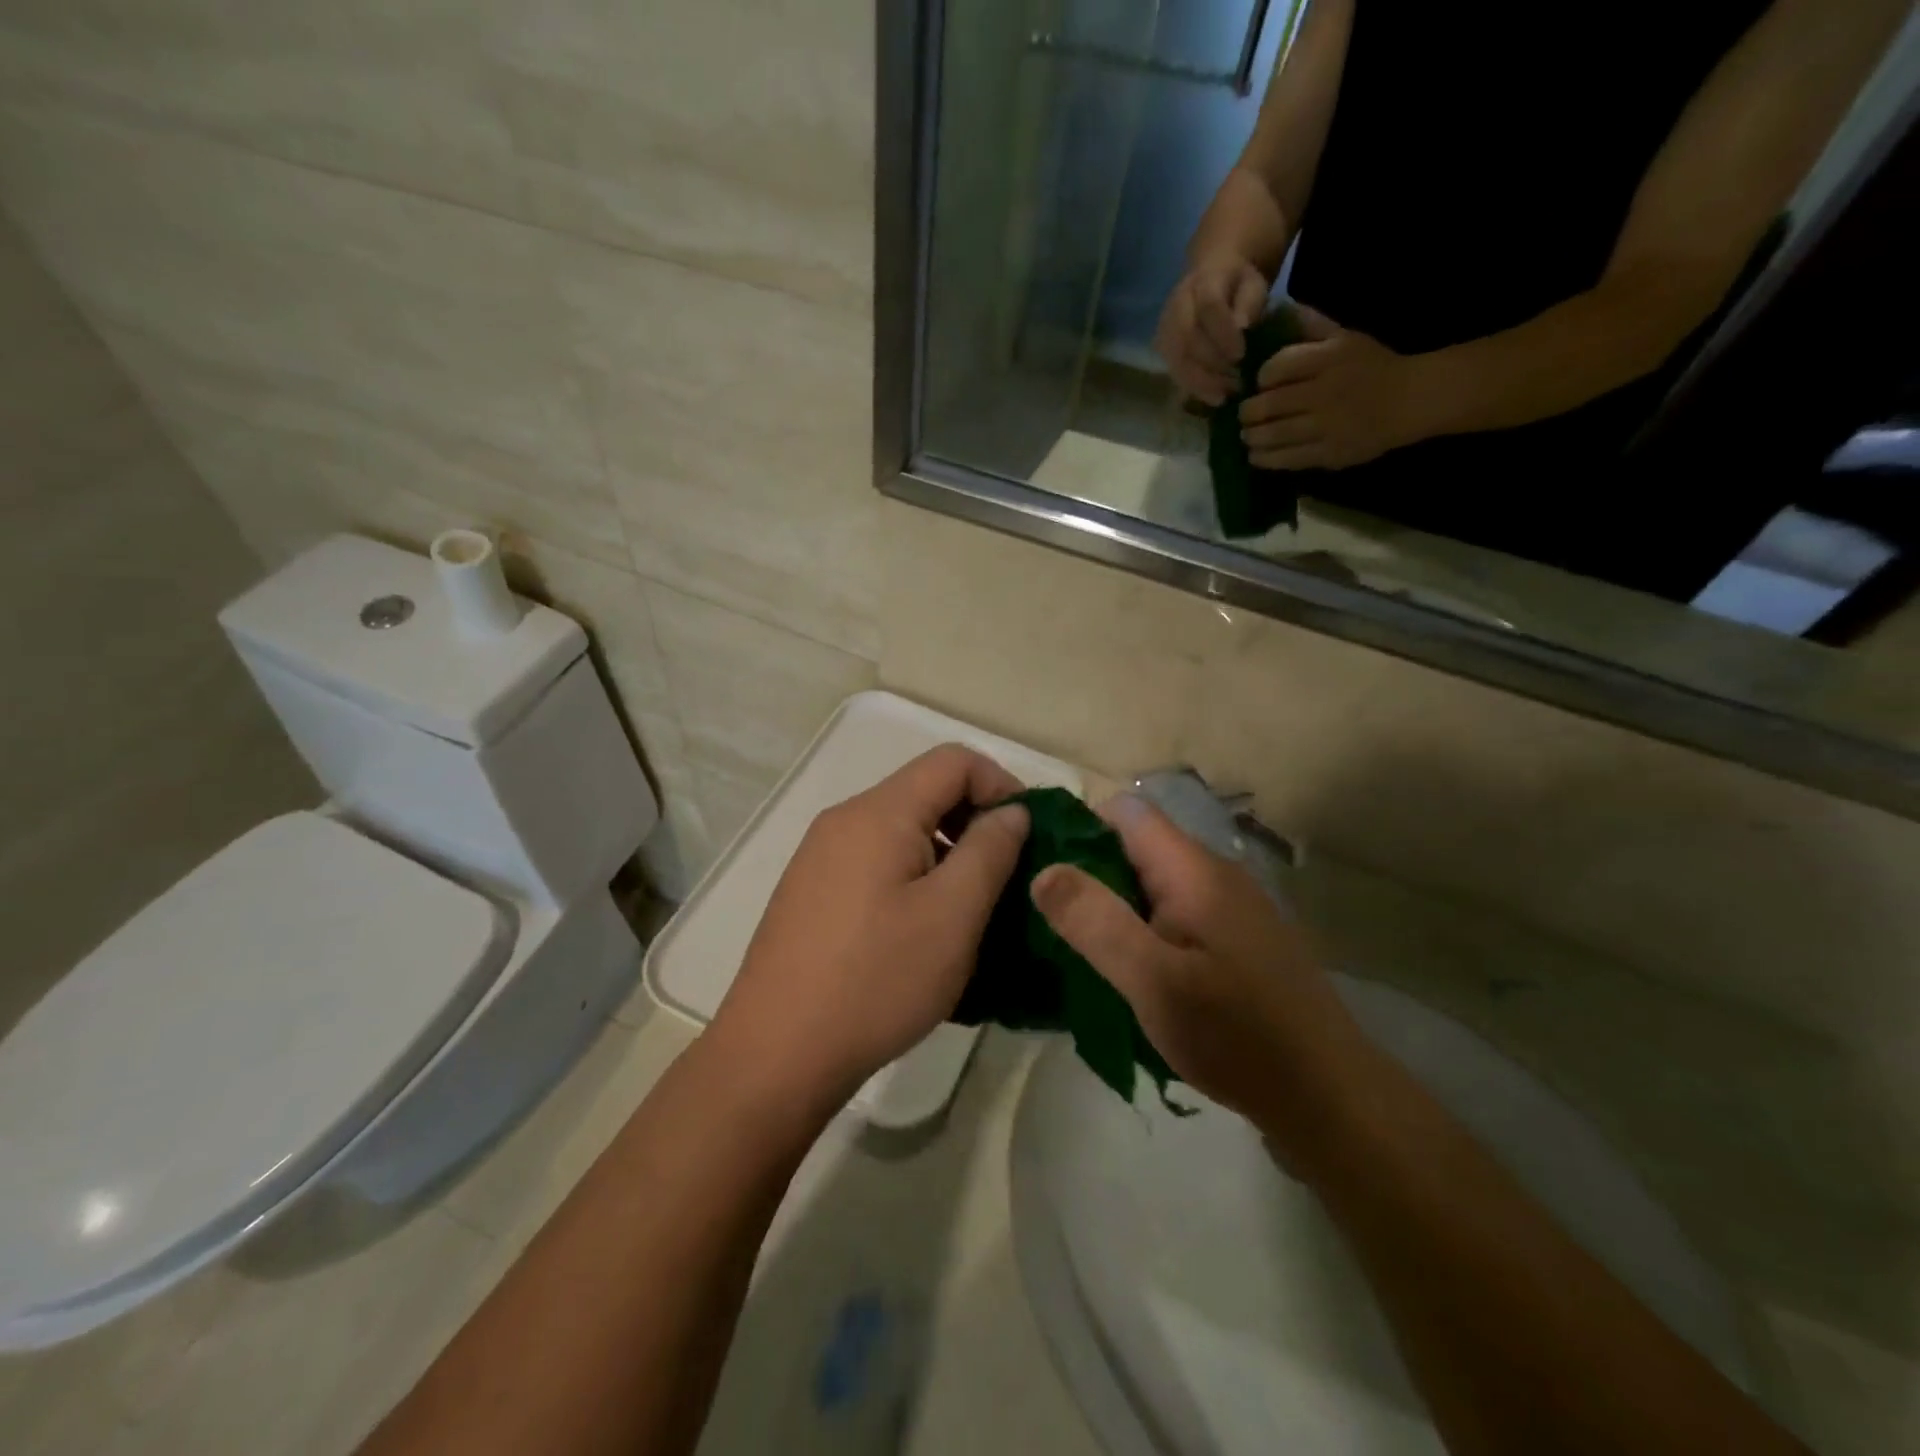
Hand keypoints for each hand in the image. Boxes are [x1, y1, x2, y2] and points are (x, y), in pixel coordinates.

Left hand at [710, 745, 1030, 1114]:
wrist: (776, 1053)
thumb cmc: (876, 979)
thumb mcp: (953, 915)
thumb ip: (990, 850)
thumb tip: (1011, 812)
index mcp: (878, 812)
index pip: (953, 761)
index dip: (1001, 785)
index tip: (1029, 835)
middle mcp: (844, 820)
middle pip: (925, 791)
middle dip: (974, 821)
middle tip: (1006, 876)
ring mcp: (820, 856)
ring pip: (901, 830)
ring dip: (946, 853)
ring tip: (970, 909)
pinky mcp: (811, 891)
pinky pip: (876, 861)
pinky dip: (913, 875)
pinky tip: (923, 928)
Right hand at [1030, 794, 1366, 1140]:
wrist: (1328, 1096)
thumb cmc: (1236, 1034)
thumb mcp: (1153, 981)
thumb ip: (1096, 922)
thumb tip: (1044, 871)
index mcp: (1194, 870)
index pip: (1126, 811)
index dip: (1080, 828)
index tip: (1044, 871)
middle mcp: (1216, 874)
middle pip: (1139, 846)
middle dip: (1092, 874)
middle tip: (1054, 921)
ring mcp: (1232, 907)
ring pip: (1156, 884)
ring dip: (1117, 907)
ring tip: (1082, 949)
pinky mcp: (1239, 940)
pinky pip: (1177, 914)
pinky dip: (1146, 930)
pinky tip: (1132, 973)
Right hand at [1154, 254, 1271, 405]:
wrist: (1211, 278)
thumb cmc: (1238, 285)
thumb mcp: (1253, 284)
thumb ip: (1250, 303)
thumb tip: (1242, 327)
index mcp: (1203, 281)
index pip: (1208, 307)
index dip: (1223, 333)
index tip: (1241, 355)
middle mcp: (1177, 305)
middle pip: (1187, 339)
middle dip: (1212, 365)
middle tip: (1236, 383)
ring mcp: (1165, 328)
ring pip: (1176, 360)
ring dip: (1201, 383)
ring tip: (1225, 395)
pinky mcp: (1162, 349)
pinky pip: (1174, 372)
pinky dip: (1194, 389)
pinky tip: (1214, 397)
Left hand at [1240, 306, 1419, 468]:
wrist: (1411, 400)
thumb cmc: (1373, 365)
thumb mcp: (1346, 336)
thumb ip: (1311, 325)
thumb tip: (1278, 311)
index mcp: (1329, 359)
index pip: (1277, 368)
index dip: (1261, 378)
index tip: (1258, 384)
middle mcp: (1325, 393)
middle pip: (1269, 405)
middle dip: (1249, 412)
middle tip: (1244, 415)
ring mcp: (1326, 426)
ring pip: (1274, 435)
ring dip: (1252, 437)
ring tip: (1246, 436)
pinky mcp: (1329, 453)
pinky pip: (1287, 458)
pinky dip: (1265, 458)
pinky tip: (1256, 455)